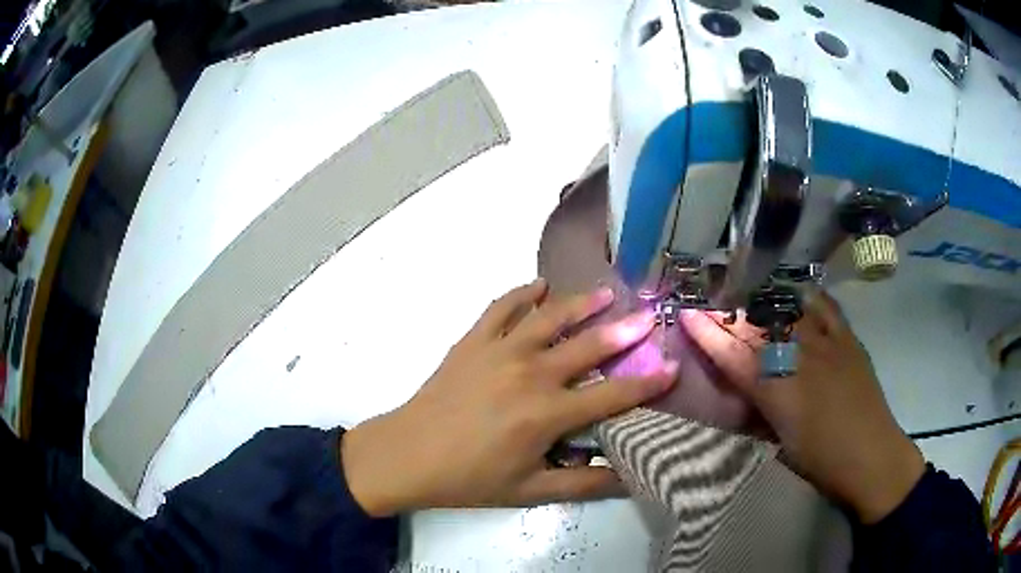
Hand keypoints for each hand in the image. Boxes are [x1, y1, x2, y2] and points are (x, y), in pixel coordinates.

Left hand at [341, 279, 677, 516]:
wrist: (408, 455)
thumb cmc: (470, 478)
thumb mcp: (530, 491)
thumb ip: (584, 485)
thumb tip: (631, 479)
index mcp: (547, 414)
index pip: (612, 395)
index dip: (647, 384)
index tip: (673, 368)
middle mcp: (530, 374)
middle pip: (588, 347)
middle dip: (625, 331)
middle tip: (649, 314)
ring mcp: (499, 351)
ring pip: (549, 318)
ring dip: (580, 303)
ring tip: (605, 292)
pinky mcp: (473, 341)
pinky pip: (501, 308)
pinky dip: (521, 293)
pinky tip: (537, 285)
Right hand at [680, 291, 924, 523]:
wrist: (872, 457)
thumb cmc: (821, 462)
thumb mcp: (781, 444)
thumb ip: (761, 412)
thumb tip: (746, 391)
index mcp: (778, 394)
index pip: (734, 357)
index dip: (708, 334)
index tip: (687, 314)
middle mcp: (800, 361)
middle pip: (758, 328)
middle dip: (730, 313)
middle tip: (711, 301)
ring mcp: (827, 346)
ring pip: (789, 313)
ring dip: (764, 302)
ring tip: (748, 294)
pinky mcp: (848, 340)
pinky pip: (826, 308)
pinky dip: (808, 298)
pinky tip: (797, 294)